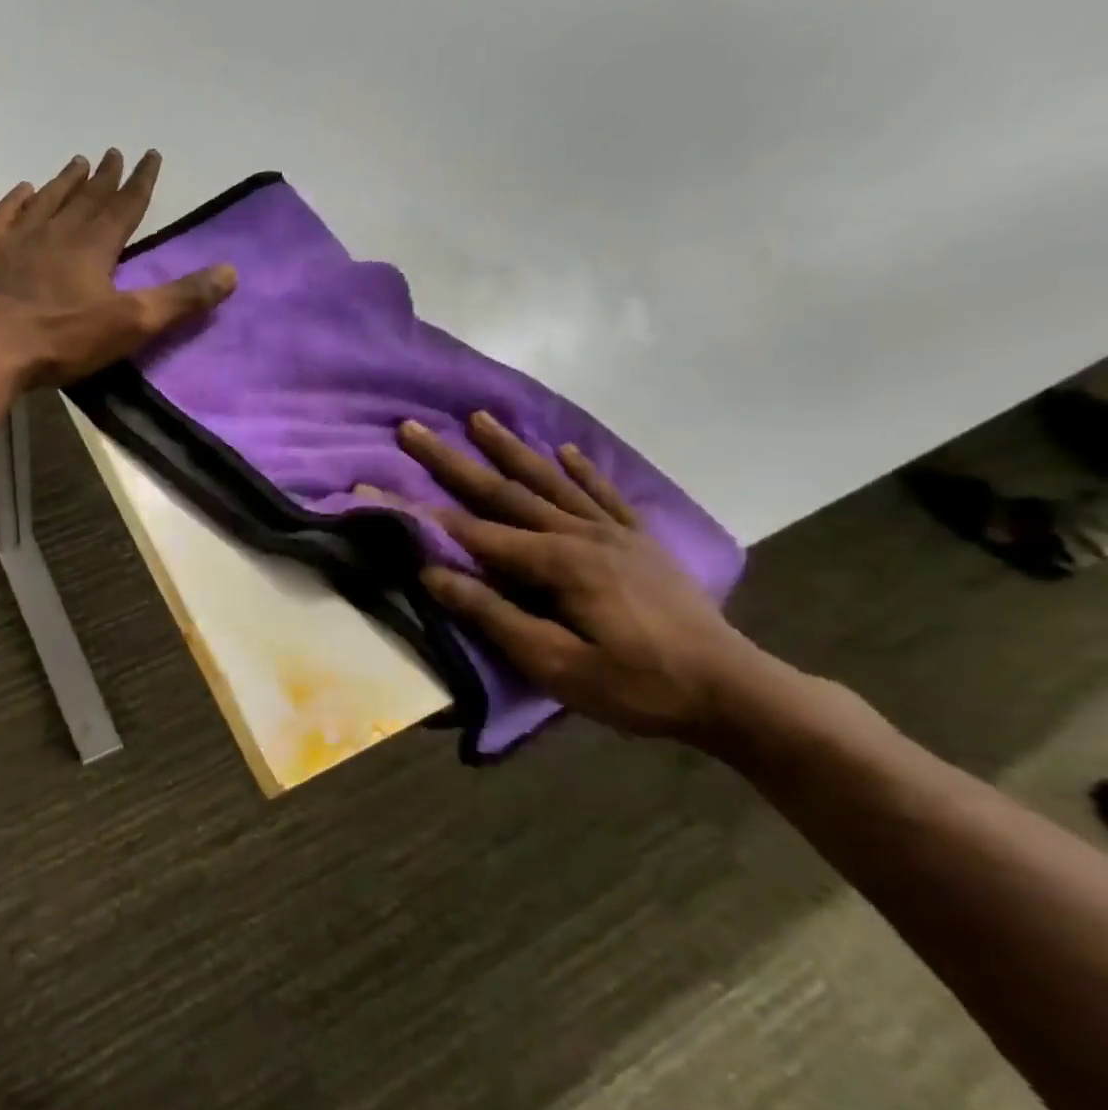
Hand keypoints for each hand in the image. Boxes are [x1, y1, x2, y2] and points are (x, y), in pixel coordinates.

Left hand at [0, 149, 236, 388]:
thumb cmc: (65, 338)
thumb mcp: (132, 323)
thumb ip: (180, 298)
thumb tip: (230, 272)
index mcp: (95, 245)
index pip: (125, 205)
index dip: (141, 182)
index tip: (150, 155)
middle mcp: (59, 231)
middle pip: (88, 197)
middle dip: (106, 176)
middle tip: (115, 152)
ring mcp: (22, 241)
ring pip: (49, 200)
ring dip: (66, 181)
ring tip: (77, 161)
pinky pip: (7, 216)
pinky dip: (18, 200)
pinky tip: (24, 190)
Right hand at [395, 412, 775, 744]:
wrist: (736, 692)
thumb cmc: (637, 685)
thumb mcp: (556, 664)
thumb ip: (493, 615)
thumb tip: (433, 575)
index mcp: (558, 562)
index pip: (470, 531)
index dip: (417, 512)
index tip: (373, 487)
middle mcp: (581, 533)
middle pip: (504, 491)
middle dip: (453, 460)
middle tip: (414, 429)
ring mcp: (614, 533)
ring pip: (550, 481)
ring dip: (510, 449)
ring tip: (480, 417)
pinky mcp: (640, 542)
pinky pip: (604, 495)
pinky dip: (581, 470)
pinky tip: (563, 450)